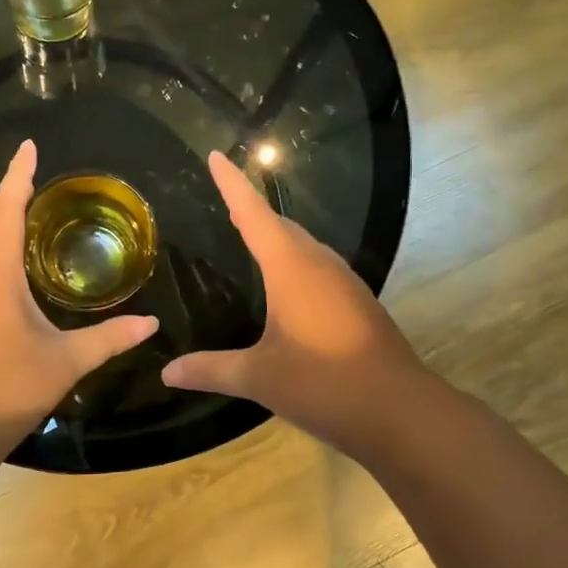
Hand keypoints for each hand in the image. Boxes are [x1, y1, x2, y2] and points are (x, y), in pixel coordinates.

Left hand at [0, 141, 157, 444]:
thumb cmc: (12, 386)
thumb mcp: (67, 361)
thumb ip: (110, 338)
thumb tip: (152, 323)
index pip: (6, 209)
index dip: (17, 175)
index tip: (27, 147)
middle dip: (8, 196)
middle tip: (34, 181)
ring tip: (25, 217)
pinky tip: (6, 269)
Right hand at [162, 151, 430, 449]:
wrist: (401, 412)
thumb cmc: (324, 384)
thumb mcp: (260, 378)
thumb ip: (212, 370)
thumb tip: (167, 372)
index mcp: (291, 268)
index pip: (253, 214)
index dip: (233, 184)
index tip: (217, 155)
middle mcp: (319, 265)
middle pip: (280, 225)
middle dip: (252, 209)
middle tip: (226, 199)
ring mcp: (344, 283)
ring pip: (304, 245)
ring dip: (277, 235)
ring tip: (251, 235)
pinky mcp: (358, 303)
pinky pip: (318, 267)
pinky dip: (295, 261)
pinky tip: (288, 284)